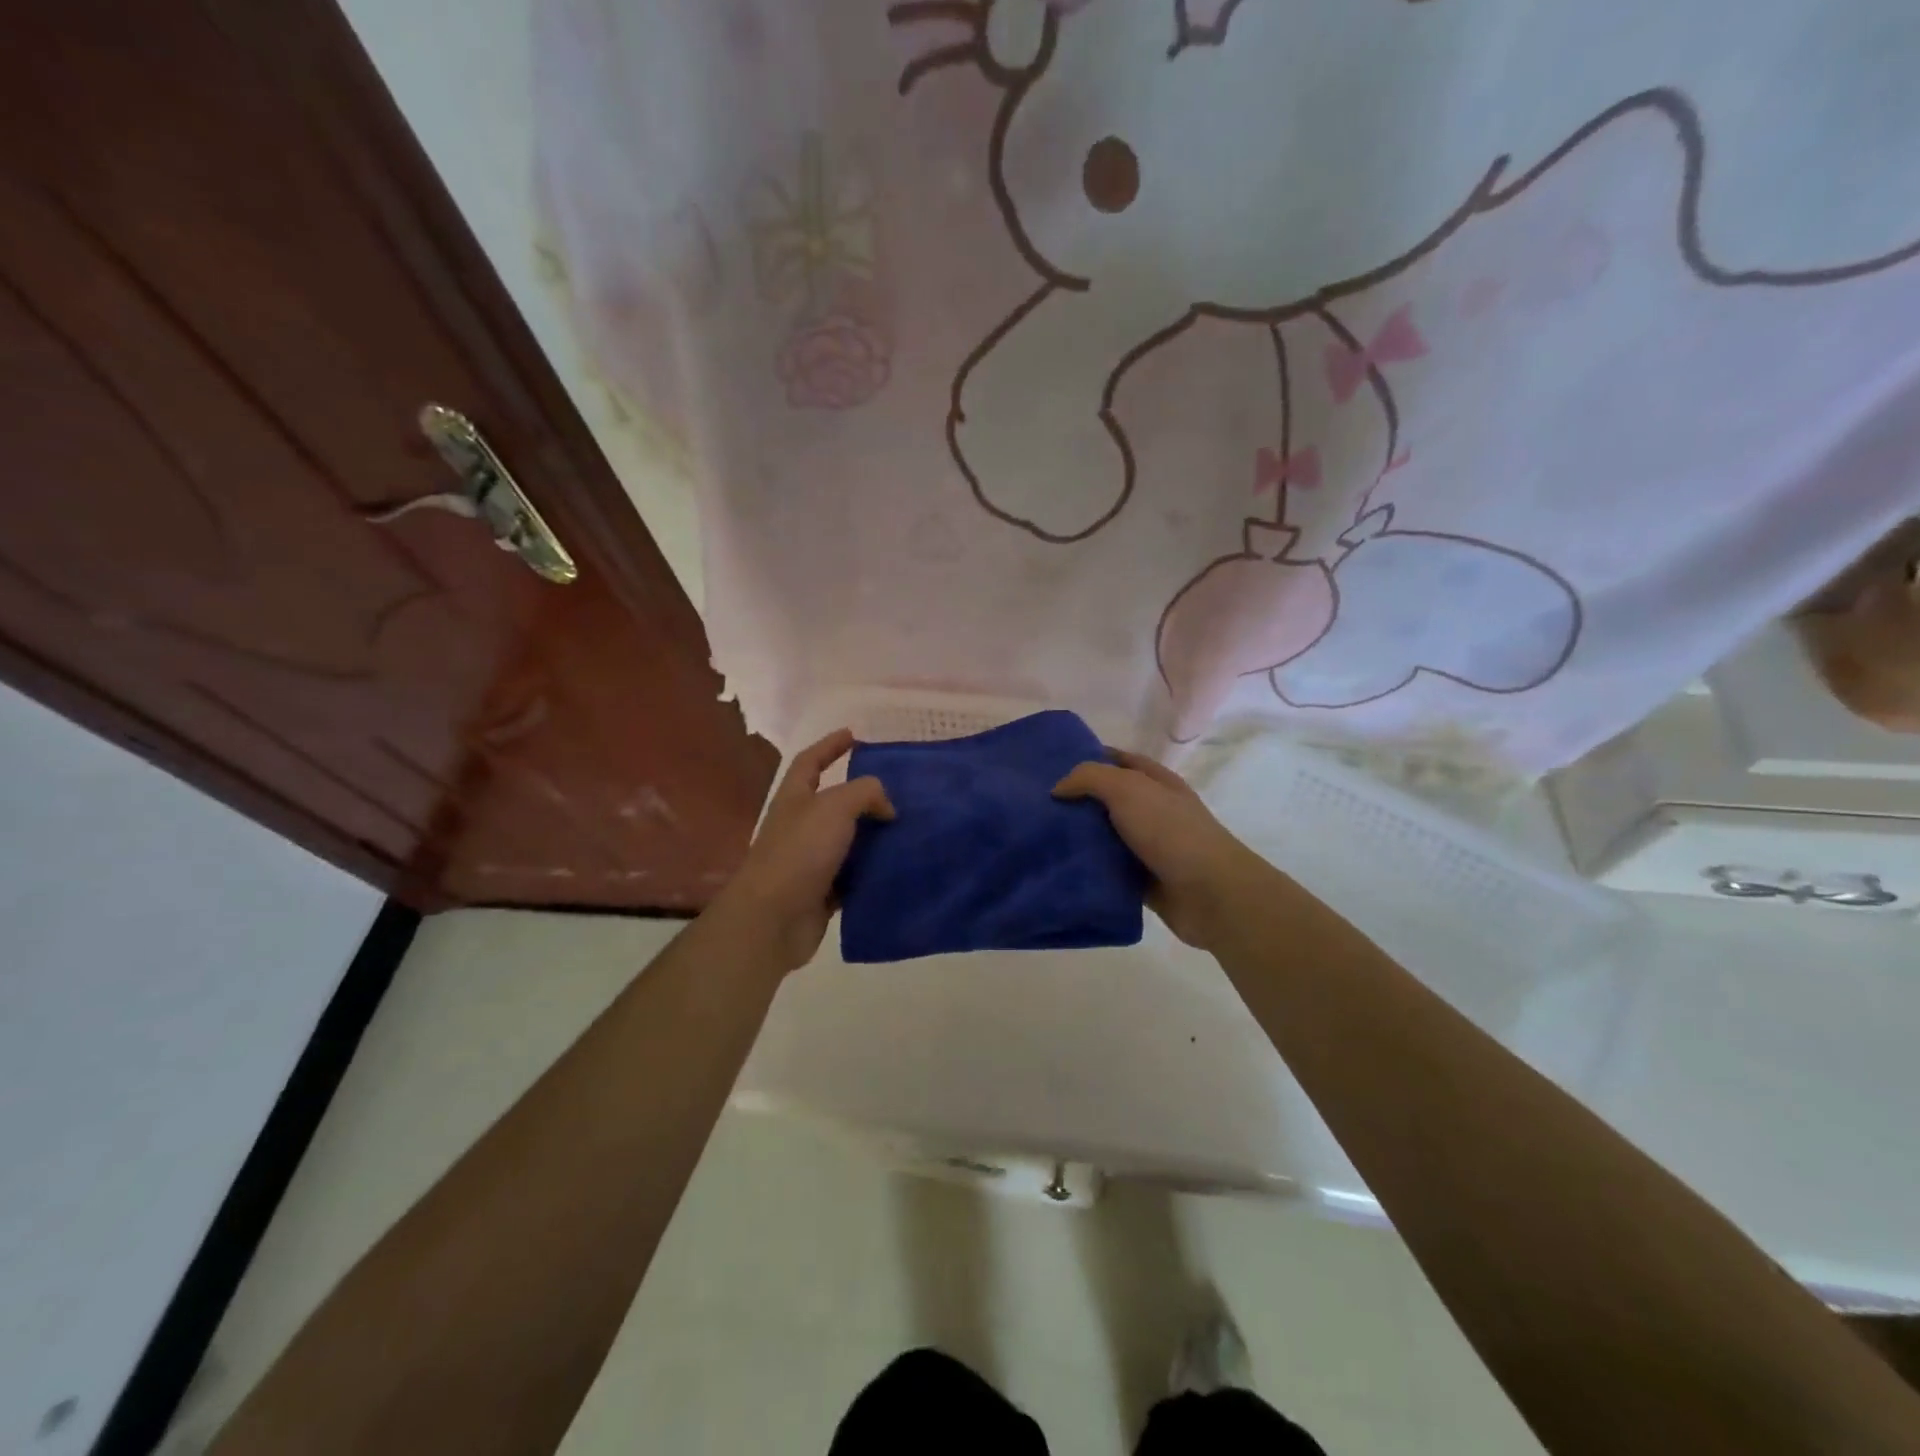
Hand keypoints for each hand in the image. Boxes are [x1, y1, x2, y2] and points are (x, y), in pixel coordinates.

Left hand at [712, 729, 894, 973]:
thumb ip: (865, 793)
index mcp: (795, 799)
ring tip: (908, 829)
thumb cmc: (800, 852)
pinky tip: (899, 867)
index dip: (829, 746)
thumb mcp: (835, 807)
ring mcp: (810, 861)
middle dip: (863, 795)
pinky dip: (874, 871)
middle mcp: (800, 826)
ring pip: (848, 841)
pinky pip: (854, 876)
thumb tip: (887, 807)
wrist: (774, 918)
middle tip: (899, 790)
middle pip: (833, 802)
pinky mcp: (823, 892)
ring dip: (874, 835)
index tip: (853, 735)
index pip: (810, 762)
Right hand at [1052, 749, 1264, 950]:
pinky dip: (1089, 871)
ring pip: (1105, 837)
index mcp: (1156, 782)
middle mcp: (1154, 810)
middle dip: (1077, 801)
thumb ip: (1089, 778)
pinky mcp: (1143, 880)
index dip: (1090, 758)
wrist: (1210, 893)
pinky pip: (1108, 871)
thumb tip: (1058, 788)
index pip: (1119, 760)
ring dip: (1079, 838)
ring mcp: (1150, 847)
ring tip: (1039, 838)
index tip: (1052, 766)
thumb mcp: (1127, 789)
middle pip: (1108, 800)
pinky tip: (1059, 869)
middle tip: (1037, 805)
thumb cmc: (1170, 830)